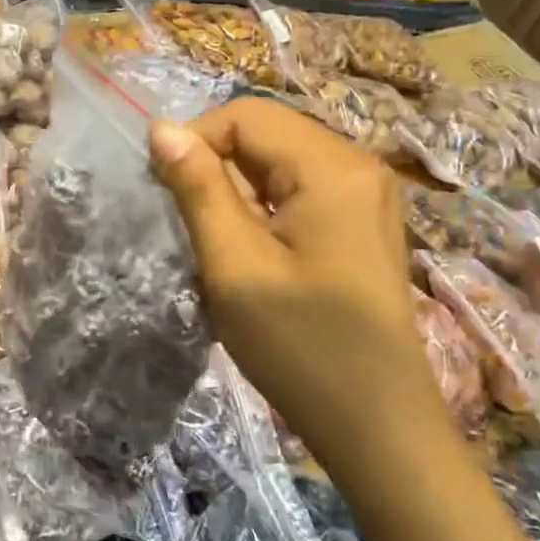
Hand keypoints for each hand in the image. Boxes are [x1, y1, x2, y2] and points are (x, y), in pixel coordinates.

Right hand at [149, 98, 441, 452]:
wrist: (378, 425)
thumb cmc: (302, 347)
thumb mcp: (235, 267)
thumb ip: (198, 190)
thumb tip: (161, 128)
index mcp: (332, 167)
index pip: (246, 115)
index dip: (195, 141)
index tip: (164, 192)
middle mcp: (357, 165)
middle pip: (266, 134)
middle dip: (216, 167)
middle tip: (189, 225)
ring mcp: (365, 195)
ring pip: (279, 163)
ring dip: (236, 191)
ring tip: (218, 245)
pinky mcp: (361, 223)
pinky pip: (299, 191)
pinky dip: (263, 210)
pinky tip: (252, 254)